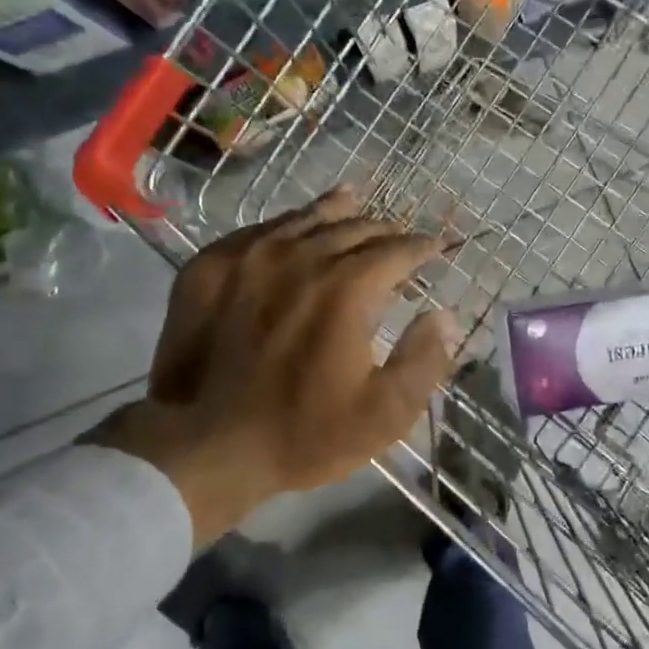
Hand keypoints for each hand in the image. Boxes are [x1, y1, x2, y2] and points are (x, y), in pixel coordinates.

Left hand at [87, 186, 460, 544]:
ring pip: (306, 219)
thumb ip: (424, 359)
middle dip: (384, 231)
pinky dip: (287, 225)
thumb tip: (446, 315)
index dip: (422, 247)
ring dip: (337, 214)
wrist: (202, 446)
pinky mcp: (210, 266)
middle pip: (354, 227)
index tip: (435, 248)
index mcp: (348, 287)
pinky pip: (259, 229)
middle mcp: (302, 256)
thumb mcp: (383, 414)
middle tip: (396, 238)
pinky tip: (292, 226)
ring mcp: (250, 255)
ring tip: (353, 203)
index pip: (397, 250)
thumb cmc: (302, 433)